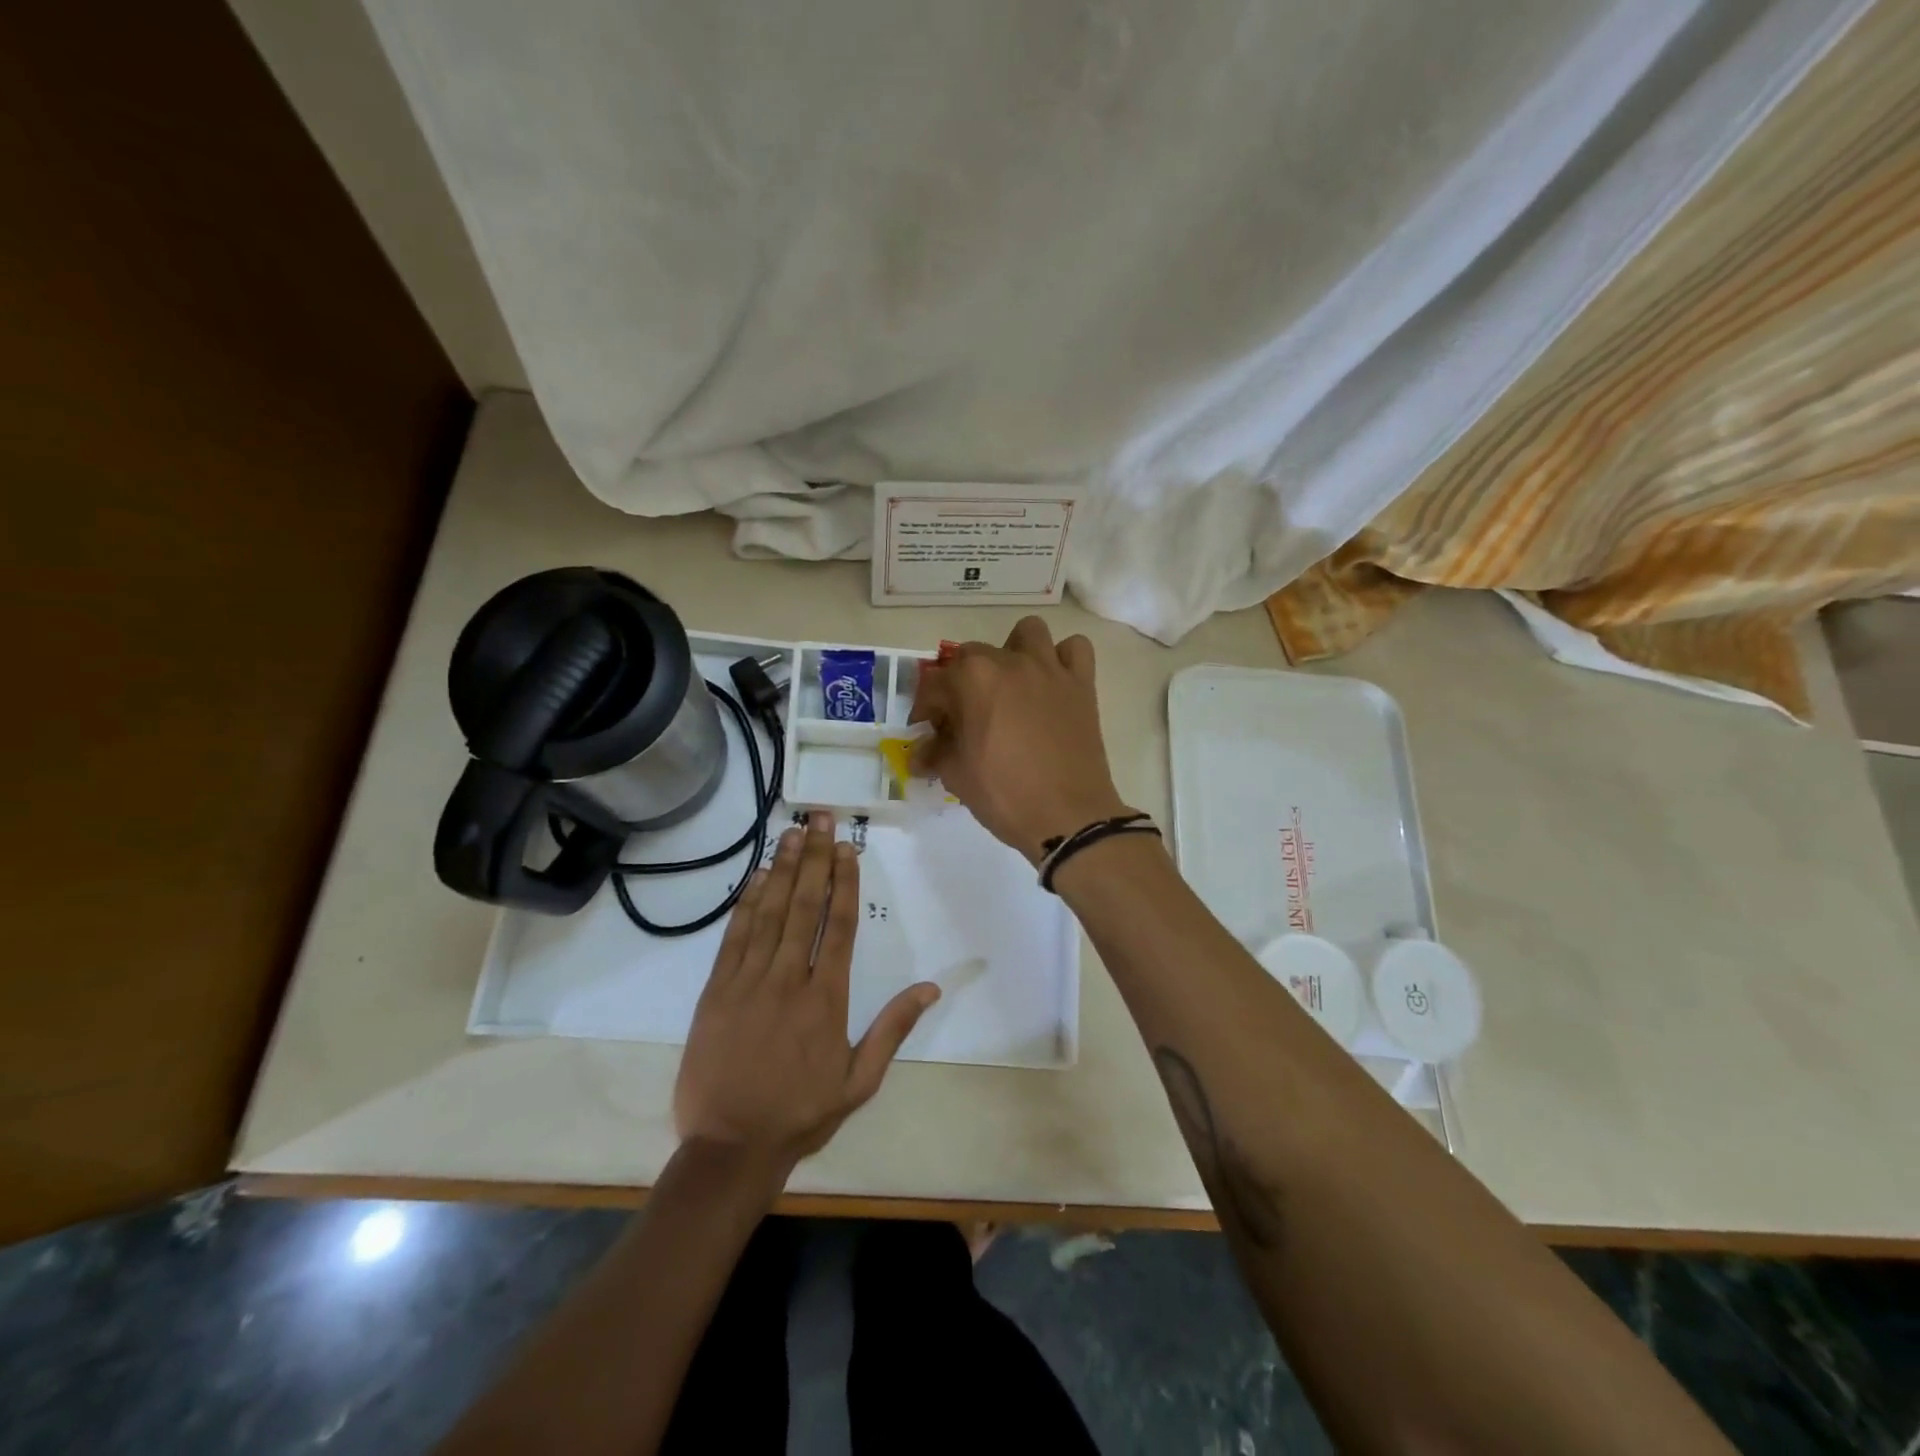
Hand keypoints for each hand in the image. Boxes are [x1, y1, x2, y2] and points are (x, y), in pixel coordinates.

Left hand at [673, 811, 939, 1175]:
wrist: (729, 1147)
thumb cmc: (801, 1114)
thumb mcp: (859, 1082)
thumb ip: (893, 1030)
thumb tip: (930, 988)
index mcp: (826, 999)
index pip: (837, 926)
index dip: (843, 882)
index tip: (846, 847)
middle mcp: (788, 979)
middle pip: (804, 906)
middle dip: (814, 858)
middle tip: (820, 819)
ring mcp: (747, 981)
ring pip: (769, 913)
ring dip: (781, 869)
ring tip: (792, 833)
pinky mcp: (715, 990)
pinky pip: (734, 936)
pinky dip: (746, 903)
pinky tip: (756, 877)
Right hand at [910, 616, 1132, 862]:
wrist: (1068, 817)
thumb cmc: (1005, 795)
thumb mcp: (956, 775)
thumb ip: (935, 753)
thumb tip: (919, 753)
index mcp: (972, 679)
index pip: (935, 684)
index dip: (925, 709)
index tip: (926, 730)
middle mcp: (1010, 661)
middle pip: (973, 656)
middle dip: (961, 682)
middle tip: (963, 717)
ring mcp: (1049, 669)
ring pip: (1027, 634)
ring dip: (1013, 652)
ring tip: (1009, 685)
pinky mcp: (1081, 684)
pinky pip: (1074, 649)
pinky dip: (1062, 659)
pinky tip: (1052, 684)